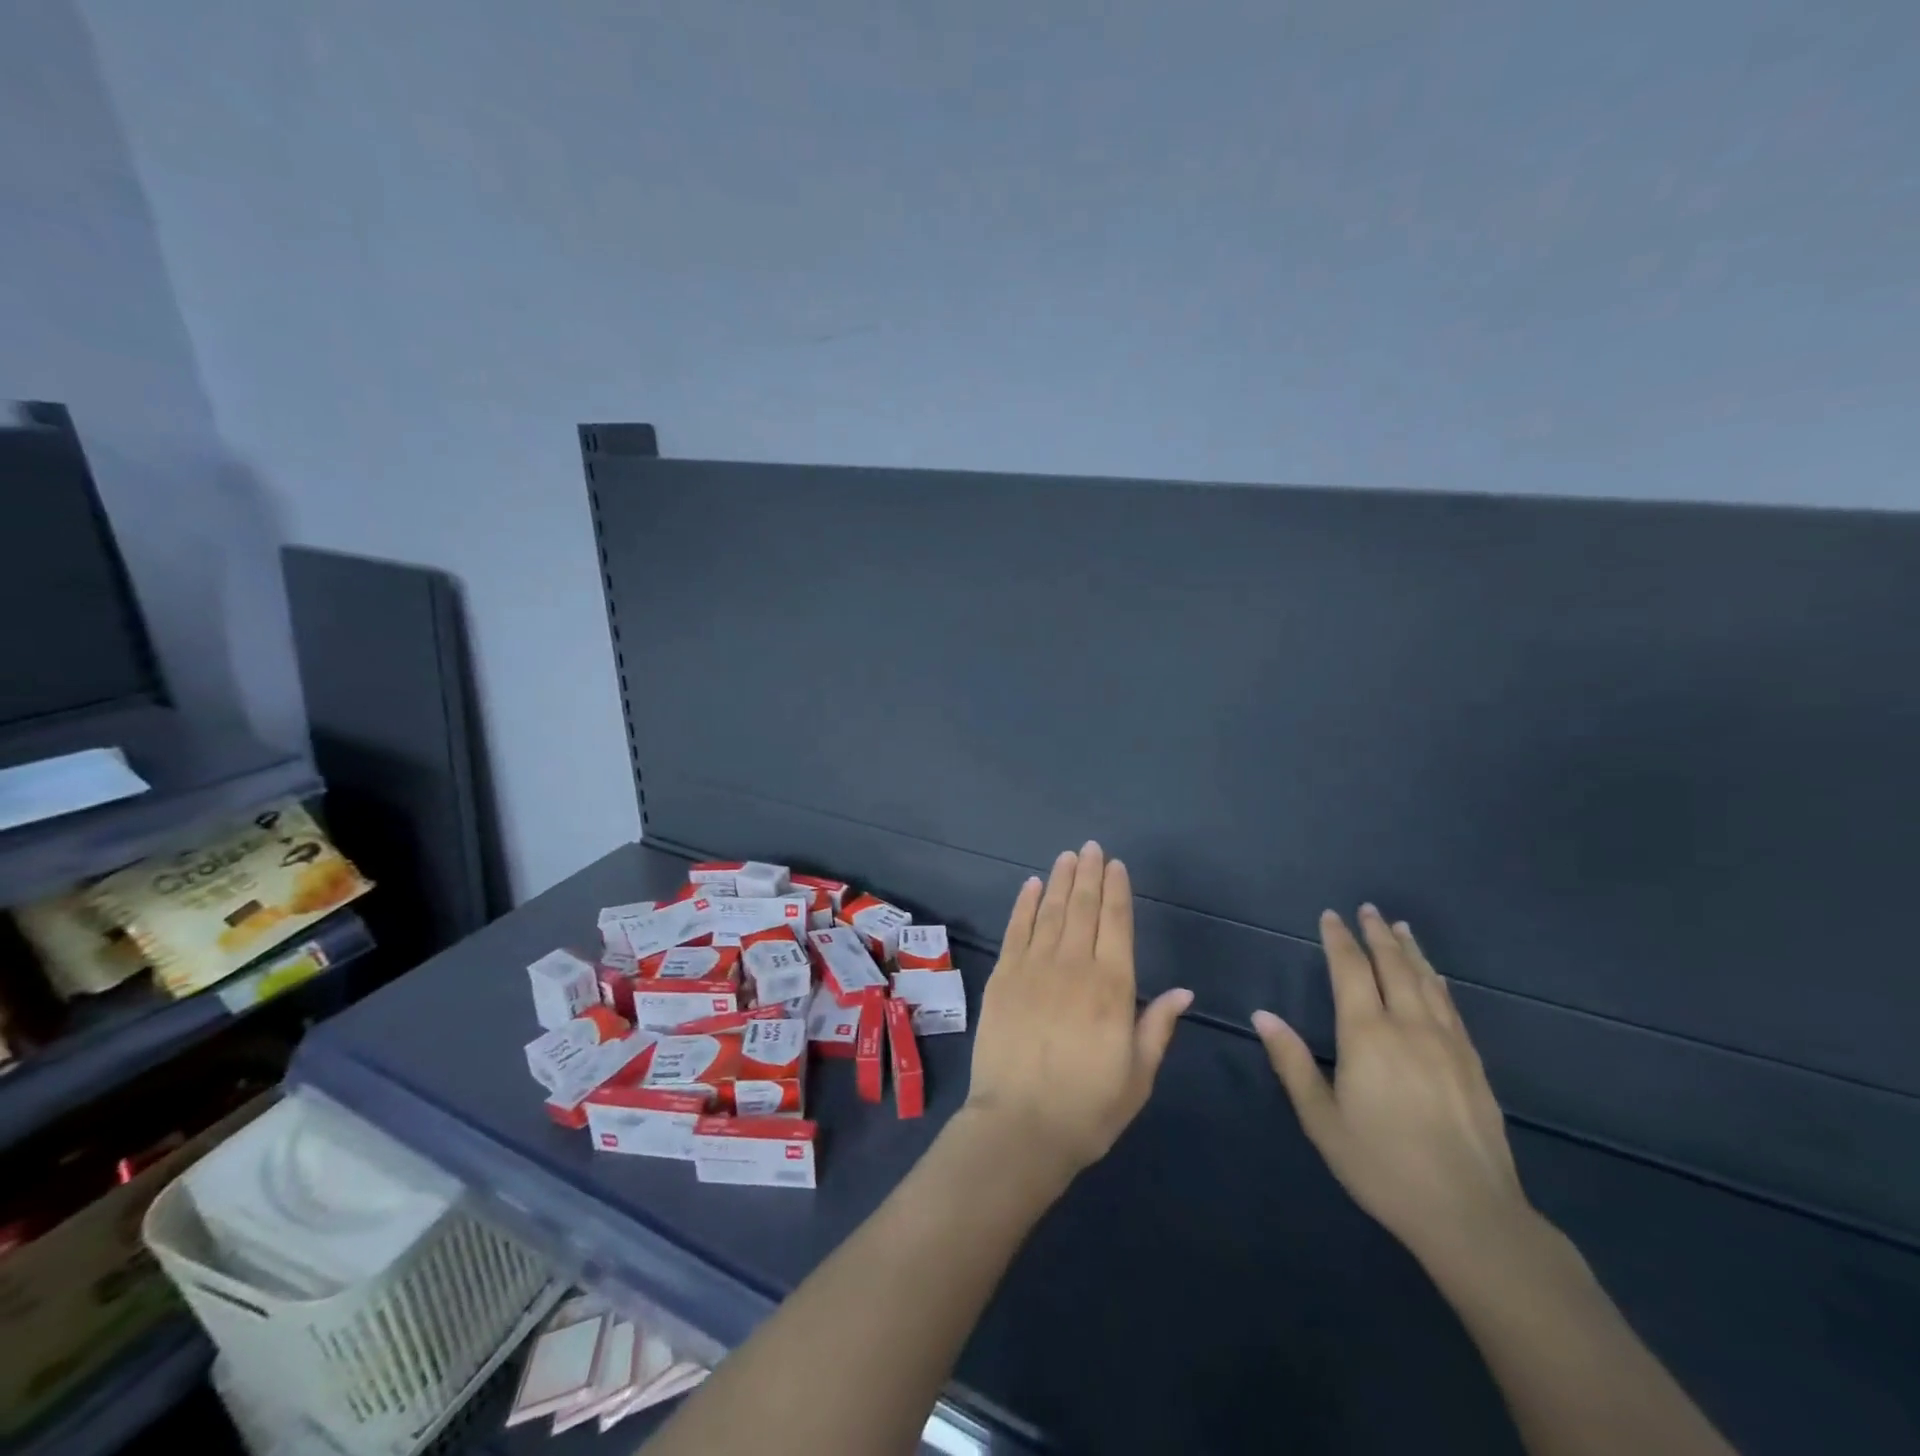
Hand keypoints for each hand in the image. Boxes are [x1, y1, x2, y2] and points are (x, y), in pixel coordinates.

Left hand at [963, 842, 1192, 1181]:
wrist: (1020, 1127)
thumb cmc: (1088, 1109)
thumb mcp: (1138, 1075)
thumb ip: (1158, 1026)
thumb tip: (1184, 991)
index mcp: (1112, 988)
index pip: (1117, 924)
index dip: (1117, 891)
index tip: (1116, 865)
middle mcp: (1074, 966)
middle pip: (1083, 908)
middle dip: (1088, 874)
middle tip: (1091, 848)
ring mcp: (1033, 968)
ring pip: (1050, 912)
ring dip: (1059, 881)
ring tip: (1067, 856)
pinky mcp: (1003, 978)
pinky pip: (1016, 930)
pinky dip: (1024, 905)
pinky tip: (1031, 886)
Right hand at [1253, 906, 1533, 1278]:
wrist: (1471, 1214)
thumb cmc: (1382, 1165)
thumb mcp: (1322, 1119)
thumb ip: (1292, 1062)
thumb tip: (1263, 1014)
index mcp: (1367, 1035)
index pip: (1350, 971)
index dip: (1339, 939)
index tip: (1331, 916)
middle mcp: (1409, 1027)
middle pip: (1393, 966)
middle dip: (1377, 935)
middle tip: (1368, 909)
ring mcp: (1447, 1044)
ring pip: (1427, 982)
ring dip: (1410, 951)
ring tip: (1400, 928)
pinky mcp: (1473, 1065)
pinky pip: (1451, 1008)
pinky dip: (1438, 983)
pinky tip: (1437, 978)